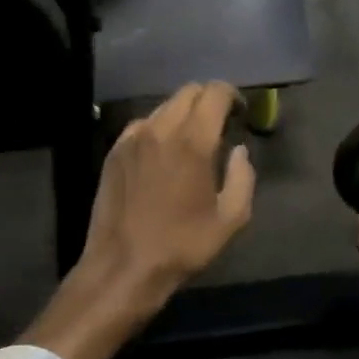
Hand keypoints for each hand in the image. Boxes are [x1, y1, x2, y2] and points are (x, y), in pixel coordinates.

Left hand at [22, 82, 255, 358]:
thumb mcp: (231, 219)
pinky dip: (159, 128)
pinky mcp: (114, 152)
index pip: (215, 93)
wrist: (123, 267)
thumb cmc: (182, 246)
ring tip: (191, 141)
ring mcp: (133, 138)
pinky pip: (142, 125)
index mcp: (193, 142)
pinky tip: (162, 153)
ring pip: (164, 106)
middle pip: (189, 92)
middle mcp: (161, 130)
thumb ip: (243, 178)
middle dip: (208, 101)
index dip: (232, 96)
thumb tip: (239, 151)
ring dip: (183, 114)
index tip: (240, 113)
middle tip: (219, 125)